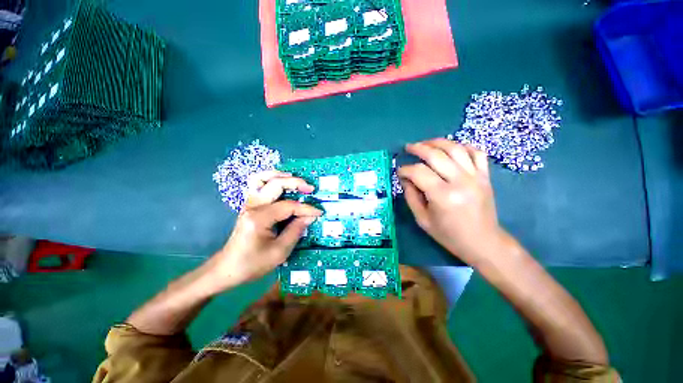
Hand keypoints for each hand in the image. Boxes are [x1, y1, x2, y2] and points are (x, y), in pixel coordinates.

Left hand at [205, 171, 321, 291]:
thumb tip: (310, 216)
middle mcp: (252, 206)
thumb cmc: (253, 264)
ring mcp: (248, 204)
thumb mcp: (279, 252)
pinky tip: (281, 183)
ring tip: (295, 179)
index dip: (306, 209)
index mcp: (259, 219)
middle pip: (275, 184)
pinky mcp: (249, 205)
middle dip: (296, 183)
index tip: (319, 212)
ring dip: (280, 175)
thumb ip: (296, 230)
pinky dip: (270, 180)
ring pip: (262, 178)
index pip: (289, 206)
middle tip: (311, 189)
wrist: (227, 269)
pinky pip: (257, 185)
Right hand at [398, 138, 501, 264]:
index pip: (418, 172)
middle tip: (408, 148)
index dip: (405, 169)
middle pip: (436, 155)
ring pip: (455, 148)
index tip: (399, 171)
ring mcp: (476, 177)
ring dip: (437, 142)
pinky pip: (476, 152)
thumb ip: (411, 196)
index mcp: (442, 196)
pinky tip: (451, 148)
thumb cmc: (449, 235)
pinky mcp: (485, 176)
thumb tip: (405, 178)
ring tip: (425, 143)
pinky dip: (462, 146)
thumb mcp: (422, 219)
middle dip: (418, 148)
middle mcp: (460, 181)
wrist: (483, 242)